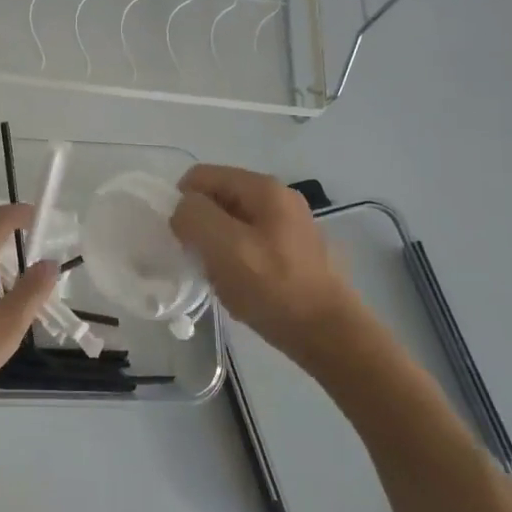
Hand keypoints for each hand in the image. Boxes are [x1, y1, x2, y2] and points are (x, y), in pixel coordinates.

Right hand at [170, 164, 383, 378]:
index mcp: (263, 187)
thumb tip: (184, 210)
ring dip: (216, 248)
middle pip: (216, 199)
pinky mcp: (291, 251)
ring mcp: (287, 224)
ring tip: (222, 277)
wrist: (328, 334)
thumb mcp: (223, 246)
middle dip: (201, 227)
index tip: (183, 240)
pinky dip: (234, 261)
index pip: (200, 176)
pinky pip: (247, 244)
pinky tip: (240, 286)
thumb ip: (194, 216)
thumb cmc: (273, 287)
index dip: (183, 204)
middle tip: (202, 261)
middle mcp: (277, 197)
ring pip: (229, 224)